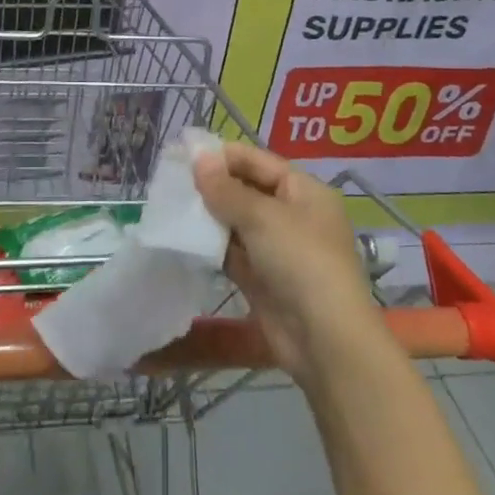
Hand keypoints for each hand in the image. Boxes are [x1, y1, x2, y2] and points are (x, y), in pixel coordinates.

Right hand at [191, 143, 388, 387]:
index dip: (223, 156)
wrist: (324, 341)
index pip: (258, 161)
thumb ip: (226, 188)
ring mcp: (277, 248)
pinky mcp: (262, 278)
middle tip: (171, 181)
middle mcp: (292, 215)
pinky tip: (182, 237)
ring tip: (170, 205)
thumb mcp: (262, 217)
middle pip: (246, 190)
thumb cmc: (301, 262)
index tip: (184, 154)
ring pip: (236, 222)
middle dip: (212, 186)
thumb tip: (198, 157)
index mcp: (304, 191)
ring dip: (208, 216)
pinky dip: (210, 245)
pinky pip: (231, 252)